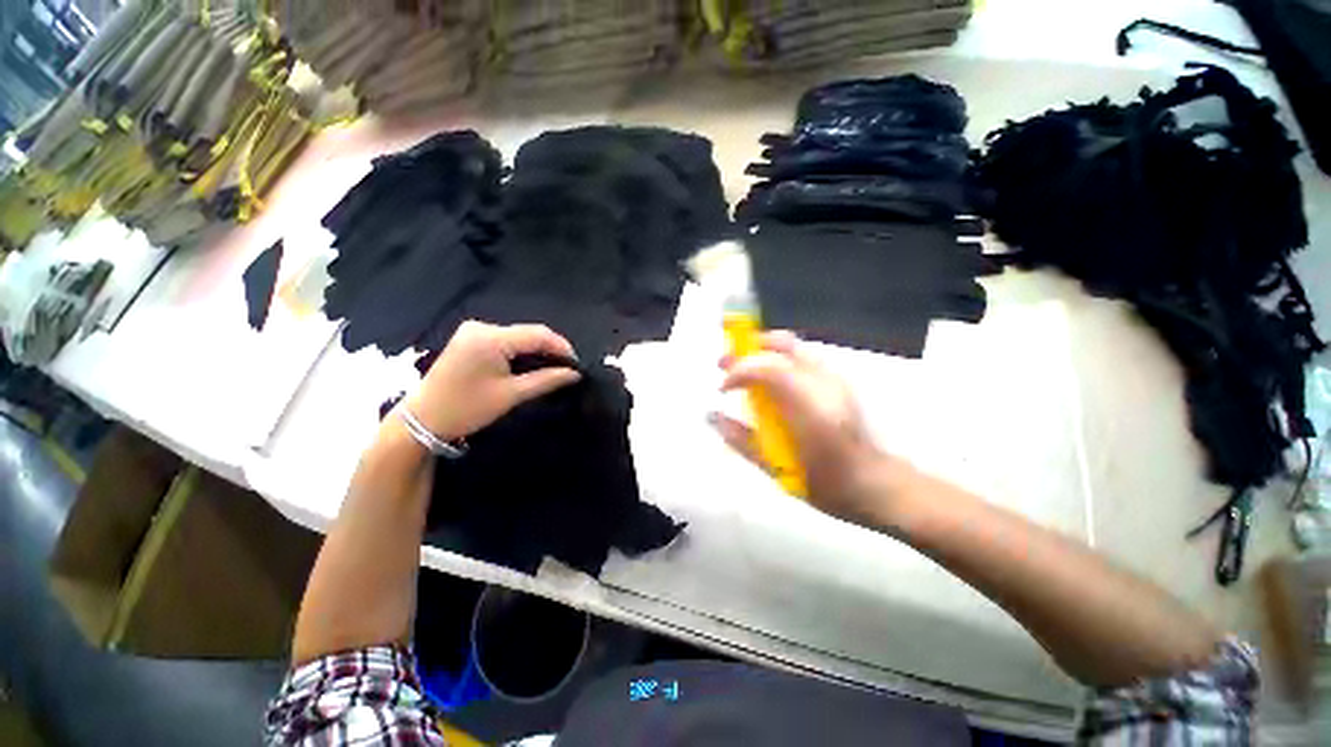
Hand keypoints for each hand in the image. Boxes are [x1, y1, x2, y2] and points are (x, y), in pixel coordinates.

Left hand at [407, 321, 580, 440]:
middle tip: (568, 368)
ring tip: (555, 367)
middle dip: (550, 349)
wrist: (422, 420)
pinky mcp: (470, 339)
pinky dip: (521, 351)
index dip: (561, 347)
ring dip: (537, 351)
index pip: (537, 334)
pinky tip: (531, 364)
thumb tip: (575, 373)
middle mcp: (482, 327)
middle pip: (528, 333)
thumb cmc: (467, 408)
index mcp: (490, 338)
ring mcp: (474, 331)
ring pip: (518, 336)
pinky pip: (506, 340)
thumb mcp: (511, 395)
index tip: (578, 364)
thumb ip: (546, 380)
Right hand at [713, 331, 899, 526]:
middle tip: (725, 364)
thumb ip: (742, 440)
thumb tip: (712, 417)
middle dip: (747, 348)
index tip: (723, 389)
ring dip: (761, 352)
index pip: (767, 369)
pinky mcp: (838, 380)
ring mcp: (834, 378)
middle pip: (781, 344)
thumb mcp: (778, 468)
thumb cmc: (826, 483)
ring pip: (792, 347)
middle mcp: (822, 383)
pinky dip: (776, 361)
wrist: (875, 484)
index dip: (738, 371)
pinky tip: (768, 382)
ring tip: (743, 370)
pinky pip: (800, 358)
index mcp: (808, 407)